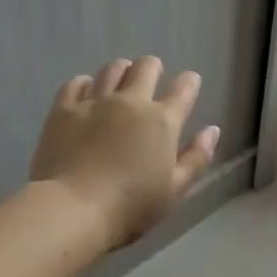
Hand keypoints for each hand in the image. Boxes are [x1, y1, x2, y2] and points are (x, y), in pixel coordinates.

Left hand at [30, 57, 219, 250]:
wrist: (74, 209)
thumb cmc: (131, 207)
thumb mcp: (175, 190)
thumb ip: (196, 158)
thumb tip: (212, 130)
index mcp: (162, 122)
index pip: (183, 91)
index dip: (189, 82)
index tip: (190, 81)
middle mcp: (130, 102)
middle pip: (145, 68)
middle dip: (152, 67)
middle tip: (152, 74)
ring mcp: (95, 102)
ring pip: (112, 69)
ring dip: (121, 70)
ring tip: (120, 77)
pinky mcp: (64, 109)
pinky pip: (75, 84)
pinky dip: (84, 83)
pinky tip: (86, 90)